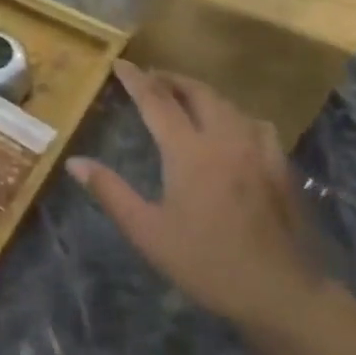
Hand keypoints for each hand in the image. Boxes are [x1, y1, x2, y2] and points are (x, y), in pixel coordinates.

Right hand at [68, 60, 349, 344]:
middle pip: (198, 92)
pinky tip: (232, 129)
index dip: (136, 80)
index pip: (157, 101)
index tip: (120, 64)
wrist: (280, 291)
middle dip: (172, 79)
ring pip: (229, 104)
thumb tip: (75, 163)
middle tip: (151, 78)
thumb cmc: (205, 262)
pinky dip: (233, 114)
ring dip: (203, 94)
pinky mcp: (280, 166)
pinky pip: (254, 123)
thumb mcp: (147, 231)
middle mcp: (225, 139)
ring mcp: (259, 150)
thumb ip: (110, 191)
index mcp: (189, 151)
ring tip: (185, 98)